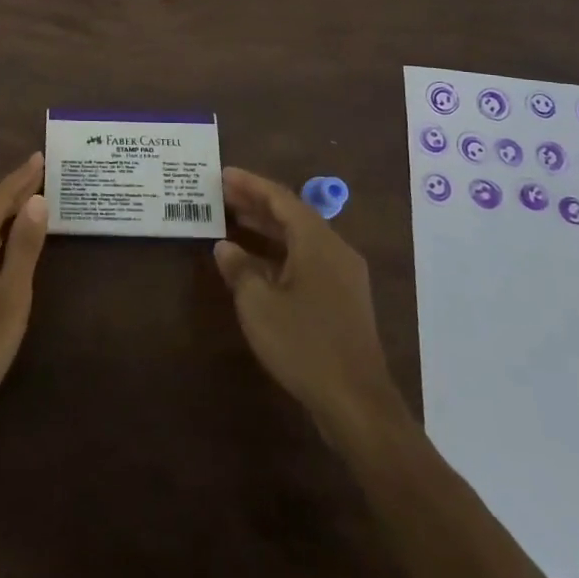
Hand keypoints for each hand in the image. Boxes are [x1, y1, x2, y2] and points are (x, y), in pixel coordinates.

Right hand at [214, 167, 411, 451]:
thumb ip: (239, 269)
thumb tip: (225, 247)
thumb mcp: (258, 304)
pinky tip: (256, 264)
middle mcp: (335, 251)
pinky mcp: (343, 300)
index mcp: (318, 243)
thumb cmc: (303, 345)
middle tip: (222, 194)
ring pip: (300, 239)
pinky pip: (307, 260)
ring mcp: (343, 276)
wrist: (356, 403)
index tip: (223, 174)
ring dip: (267, 229)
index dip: (250, 185)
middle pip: (293, 216)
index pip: (281, 200)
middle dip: (257, 203)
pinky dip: (279, 253)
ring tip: (232, 221)